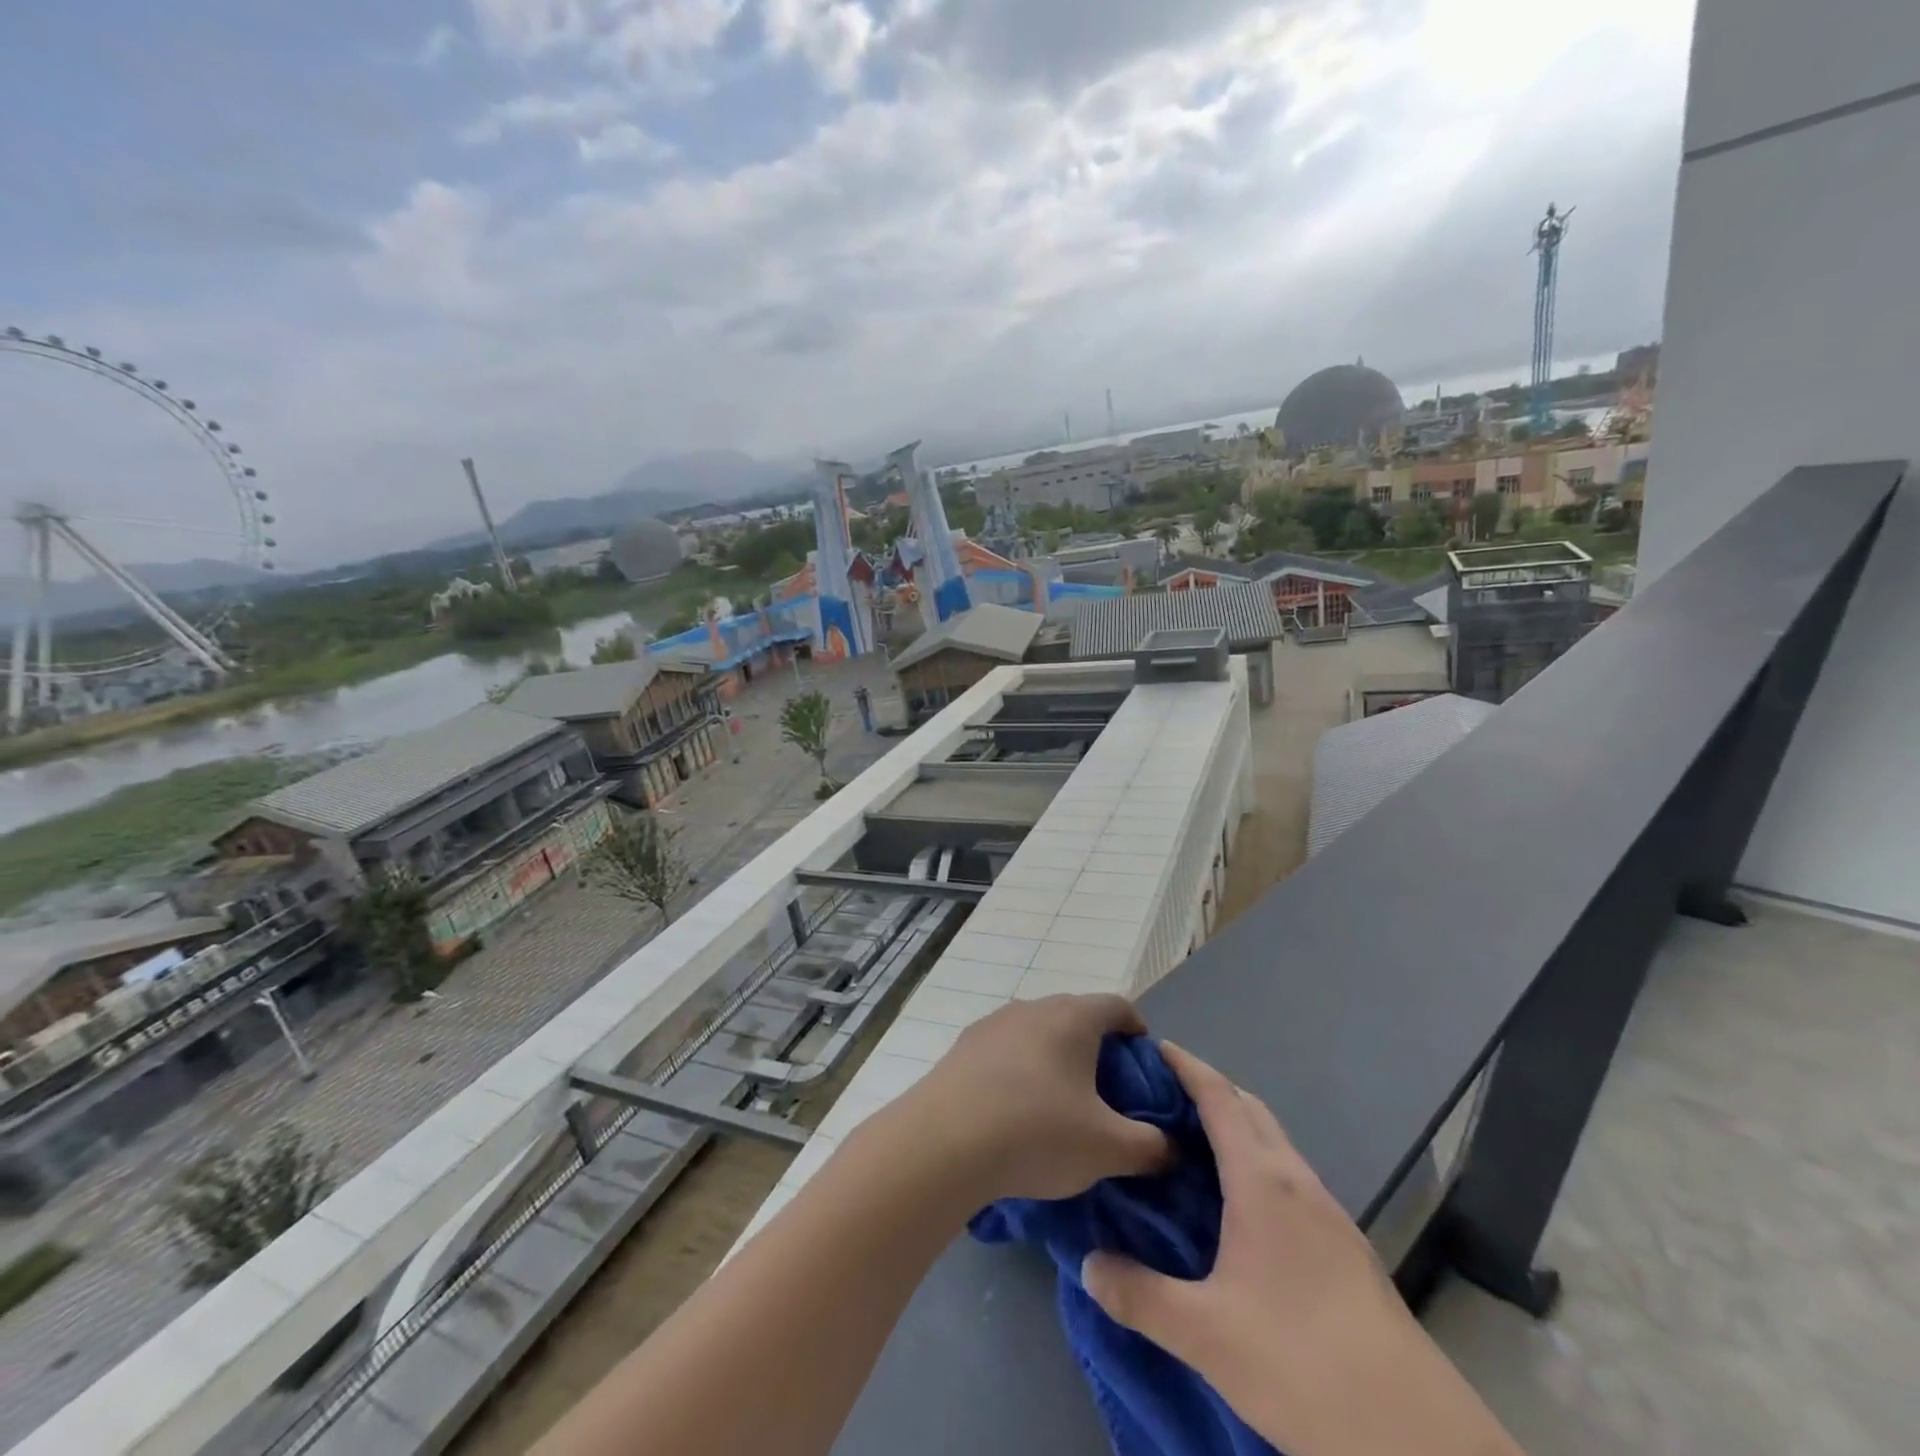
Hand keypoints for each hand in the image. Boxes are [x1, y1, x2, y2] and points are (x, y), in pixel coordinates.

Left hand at [881, 995, 1170, 1206]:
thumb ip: (1150, 1146)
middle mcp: (1032, 1007)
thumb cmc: (1037, 1133)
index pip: (1117, 1005)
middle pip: (1075, 1016)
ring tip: (1060, 1103)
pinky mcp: (963, 1047)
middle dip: (1096, 1048)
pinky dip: (1020, 1070)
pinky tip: (1015, 1110)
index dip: (1136, 1029)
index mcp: (1072, 1018)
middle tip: (1107, 1092)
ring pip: (1037, 1032)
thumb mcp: (1108, 1149)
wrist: (944, 1141)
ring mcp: (993, 1023)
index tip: (1143, 1062)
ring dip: (1054, 1058)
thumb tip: (1170, 1146)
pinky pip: (1005, 1050)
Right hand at [1081, 1043, 1519, 1455]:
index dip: (1187, 1066)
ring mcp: (1329, 1212)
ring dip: (1236, 1127)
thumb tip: (1088, 1265)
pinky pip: (1290, 1176)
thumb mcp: (1206, 1335)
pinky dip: (1257, 1163)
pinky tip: (1239, 1208)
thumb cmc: (1301, 1361)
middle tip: (1162, 1097)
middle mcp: (1297, 1181)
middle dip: (1209, 1089)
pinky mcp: (1348, 1246)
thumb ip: (1140, 1297)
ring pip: (1275, 1143)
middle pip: (1250, 1109)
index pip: (1219, 1097)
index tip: (1154, 1046)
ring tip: (1193, 1147)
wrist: (1417, 1436)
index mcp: (1262, 1180)